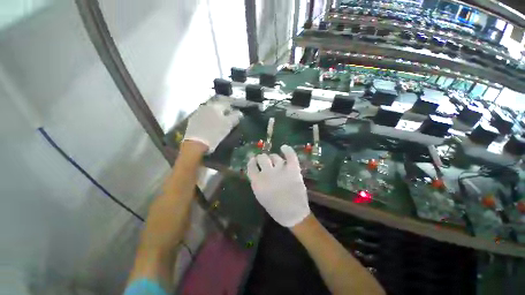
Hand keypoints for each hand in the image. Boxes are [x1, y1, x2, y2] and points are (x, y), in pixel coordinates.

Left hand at [184, 103, 241, 152]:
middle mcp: (206, 106)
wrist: (196, 143)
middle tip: (227, 120)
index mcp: (216, 106)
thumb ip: (235, 117)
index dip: (233, 110)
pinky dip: (208, 119)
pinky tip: (209, 125)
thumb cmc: (215, 133)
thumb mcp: (228, 125)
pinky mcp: (193, 119)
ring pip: (210, 111)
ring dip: (215, 115)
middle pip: (218, 106)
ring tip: (219, 123)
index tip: (235, 117)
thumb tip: (239, 113)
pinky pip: (203, 116)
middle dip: (223, 112)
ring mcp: (198, 112)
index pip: (227, 104)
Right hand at [247, 145, 309, 226]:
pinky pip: (290, 155)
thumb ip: (257, 182)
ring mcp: (281, 170)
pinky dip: (287, 150)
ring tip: (275, 160)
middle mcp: (268, 173)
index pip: (251, 166)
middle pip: (262, 158)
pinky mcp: (293, 170)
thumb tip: (256, 170)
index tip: (253, 160)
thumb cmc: (275, 207)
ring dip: (273, 157)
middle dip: (262, 158)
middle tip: (265, 160)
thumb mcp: (260, 195)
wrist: (293, 214)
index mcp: (258, 182)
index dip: (252, 161)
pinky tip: (284, 147)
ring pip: (274, 156)